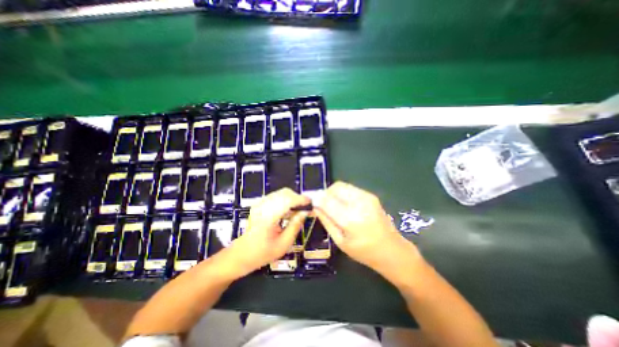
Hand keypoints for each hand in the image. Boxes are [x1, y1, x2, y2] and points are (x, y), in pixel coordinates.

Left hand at [227, 189, 308, 276]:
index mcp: (268, 218)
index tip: (310, 203)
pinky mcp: (259, 204)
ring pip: (281, 193)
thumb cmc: (263, 252)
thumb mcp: (284, 244)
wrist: (242, 253)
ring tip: (298, 210)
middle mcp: (263, 207)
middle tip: (305, 208)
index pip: (287, 200)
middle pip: (285, 193)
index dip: (301, 199)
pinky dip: (286, 200)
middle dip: (297, 198)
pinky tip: (288, 211)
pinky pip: (276, 196)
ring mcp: (260, 204)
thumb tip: (305, 212)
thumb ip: (295, 226)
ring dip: (292, 198)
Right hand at [313, 182, 423, 278]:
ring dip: (334, 193)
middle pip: (335, 187)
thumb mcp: (340, 241)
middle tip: (323, 204)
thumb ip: (326, 221)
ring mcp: (367, 197)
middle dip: (326, 193)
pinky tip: (344, 205)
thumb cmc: (364, 252)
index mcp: (351, 219)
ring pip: (342, 185)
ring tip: (333, 206)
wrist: (393, 250)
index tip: (311, 200)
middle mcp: (360, 203)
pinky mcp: (370, 195)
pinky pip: (350, 189)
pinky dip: (342, 194)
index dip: (316, 198)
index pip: (327, 200)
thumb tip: (315, 206)